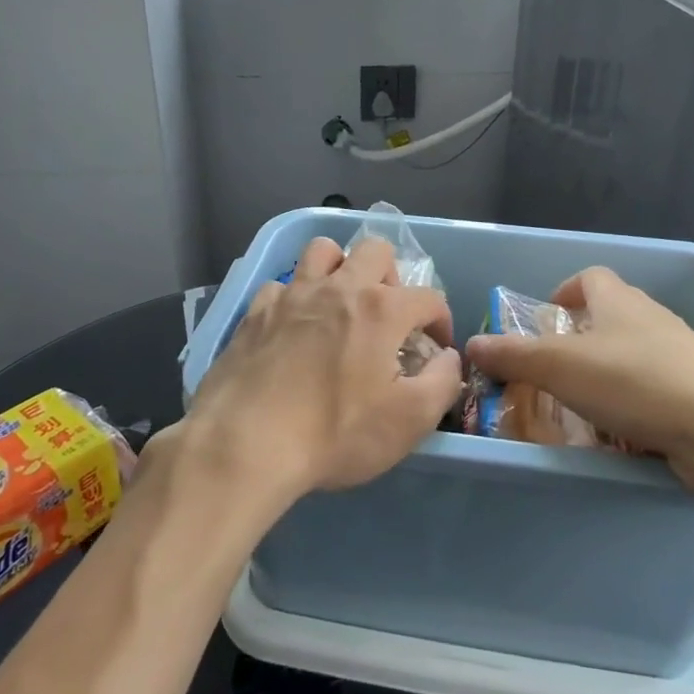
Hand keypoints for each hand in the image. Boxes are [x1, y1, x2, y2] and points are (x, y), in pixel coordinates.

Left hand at [182, 234, 460, 500]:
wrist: (245, 443)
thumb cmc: (335, 433)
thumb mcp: (409, 421)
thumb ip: (442, 382)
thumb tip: (448, 358)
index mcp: (381, 309)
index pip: (429, 297)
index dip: (441, 321)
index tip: (435, 349)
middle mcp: (338, 288)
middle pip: (376, 250)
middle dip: (392, 277)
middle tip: (388, 317)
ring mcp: (292, 295)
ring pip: (323, 251)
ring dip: (340, 269)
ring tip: (341, 306)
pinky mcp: (255, 312)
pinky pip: (281, 285)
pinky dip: (295, 299)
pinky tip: (293, 328)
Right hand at [465, 266, 693, 482]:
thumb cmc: (634, 382)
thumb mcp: (558, 366)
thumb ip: (512, 355)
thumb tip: (470, 344)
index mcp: (619, 301)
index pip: (590, 277)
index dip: (565, 290)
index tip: (546, 315)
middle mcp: (652, 318)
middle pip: (612, 314)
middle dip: (581, 335)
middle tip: (554, 366)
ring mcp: (681, 355)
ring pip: (633, 352)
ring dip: (606, 370)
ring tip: (580, 402)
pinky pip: (654, 387)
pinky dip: (633, 400)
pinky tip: (620, 429)